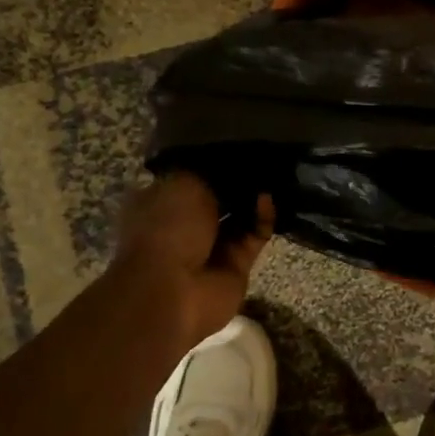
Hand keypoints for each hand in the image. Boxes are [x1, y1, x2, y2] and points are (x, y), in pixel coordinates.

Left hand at [110, 173, 273, 351]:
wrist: (171, 291)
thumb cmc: (166, 228)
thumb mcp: (182, 181)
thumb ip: (210, 169)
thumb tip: (232, 163)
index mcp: (161, 201)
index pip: (191, 175)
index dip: (214, 161)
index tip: (237, 144)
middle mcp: (186, 223)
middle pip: (220, 196)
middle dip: (239, 180)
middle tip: (262, 157)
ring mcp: (212, 247)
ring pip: (241, 216)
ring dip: (255, 197)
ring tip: (273, 172)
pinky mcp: (237, 264)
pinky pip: (255, 235)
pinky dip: (263, 218)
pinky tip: (267, 199)